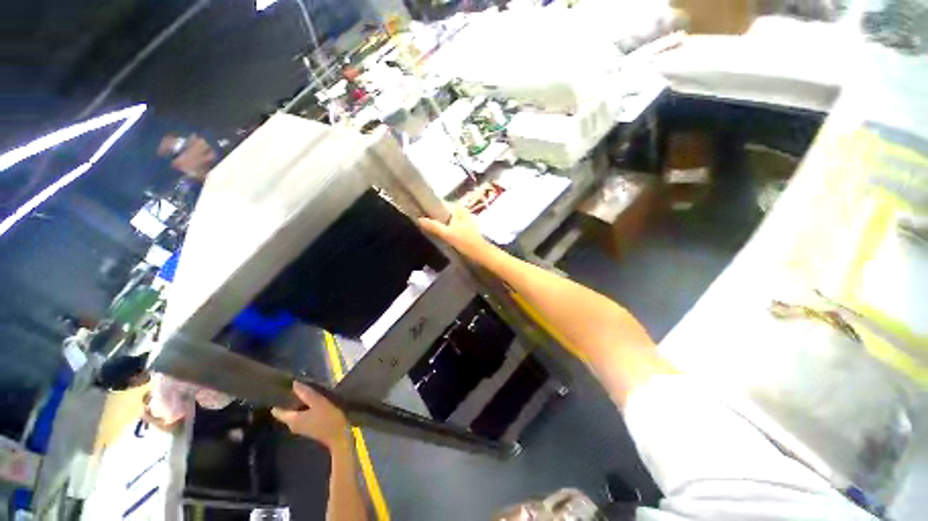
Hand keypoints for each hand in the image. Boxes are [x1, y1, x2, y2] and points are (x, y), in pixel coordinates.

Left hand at [272, 382, 348, 449]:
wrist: (340, 436)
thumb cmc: (328, 419)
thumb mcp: (318, 403)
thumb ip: (305, 393)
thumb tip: (293, 383)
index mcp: (292, 420)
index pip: (277, 411)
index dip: (277, 399)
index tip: (280, 388)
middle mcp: (293, 425)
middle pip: (286, 411)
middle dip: (290, 399)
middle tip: (296, 386)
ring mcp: (302, 427)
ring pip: (295, 413)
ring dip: (299, 403)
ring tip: (306, 390)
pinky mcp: (310, 427)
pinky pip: (303, 415)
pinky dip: (305, 407)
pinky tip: (314, 400)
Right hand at [418, 205, 495, 265]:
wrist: (481, 253)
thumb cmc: (466, 242)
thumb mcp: (448, 234)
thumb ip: (433, 226)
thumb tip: (419, 219)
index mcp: (459, 208)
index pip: (440, 203)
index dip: (429, 206)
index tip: (418, 211)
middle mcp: (462, 211)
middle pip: (443, 211)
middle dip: (433, 215)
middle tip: (420, 221)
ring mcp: (464, 219)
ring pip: (447, 218)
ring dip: (439, 222)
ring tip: (426, 227)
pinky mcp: (465, 228)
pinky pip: (451, 224)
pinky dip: (445, 227)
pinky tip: (438, 234)